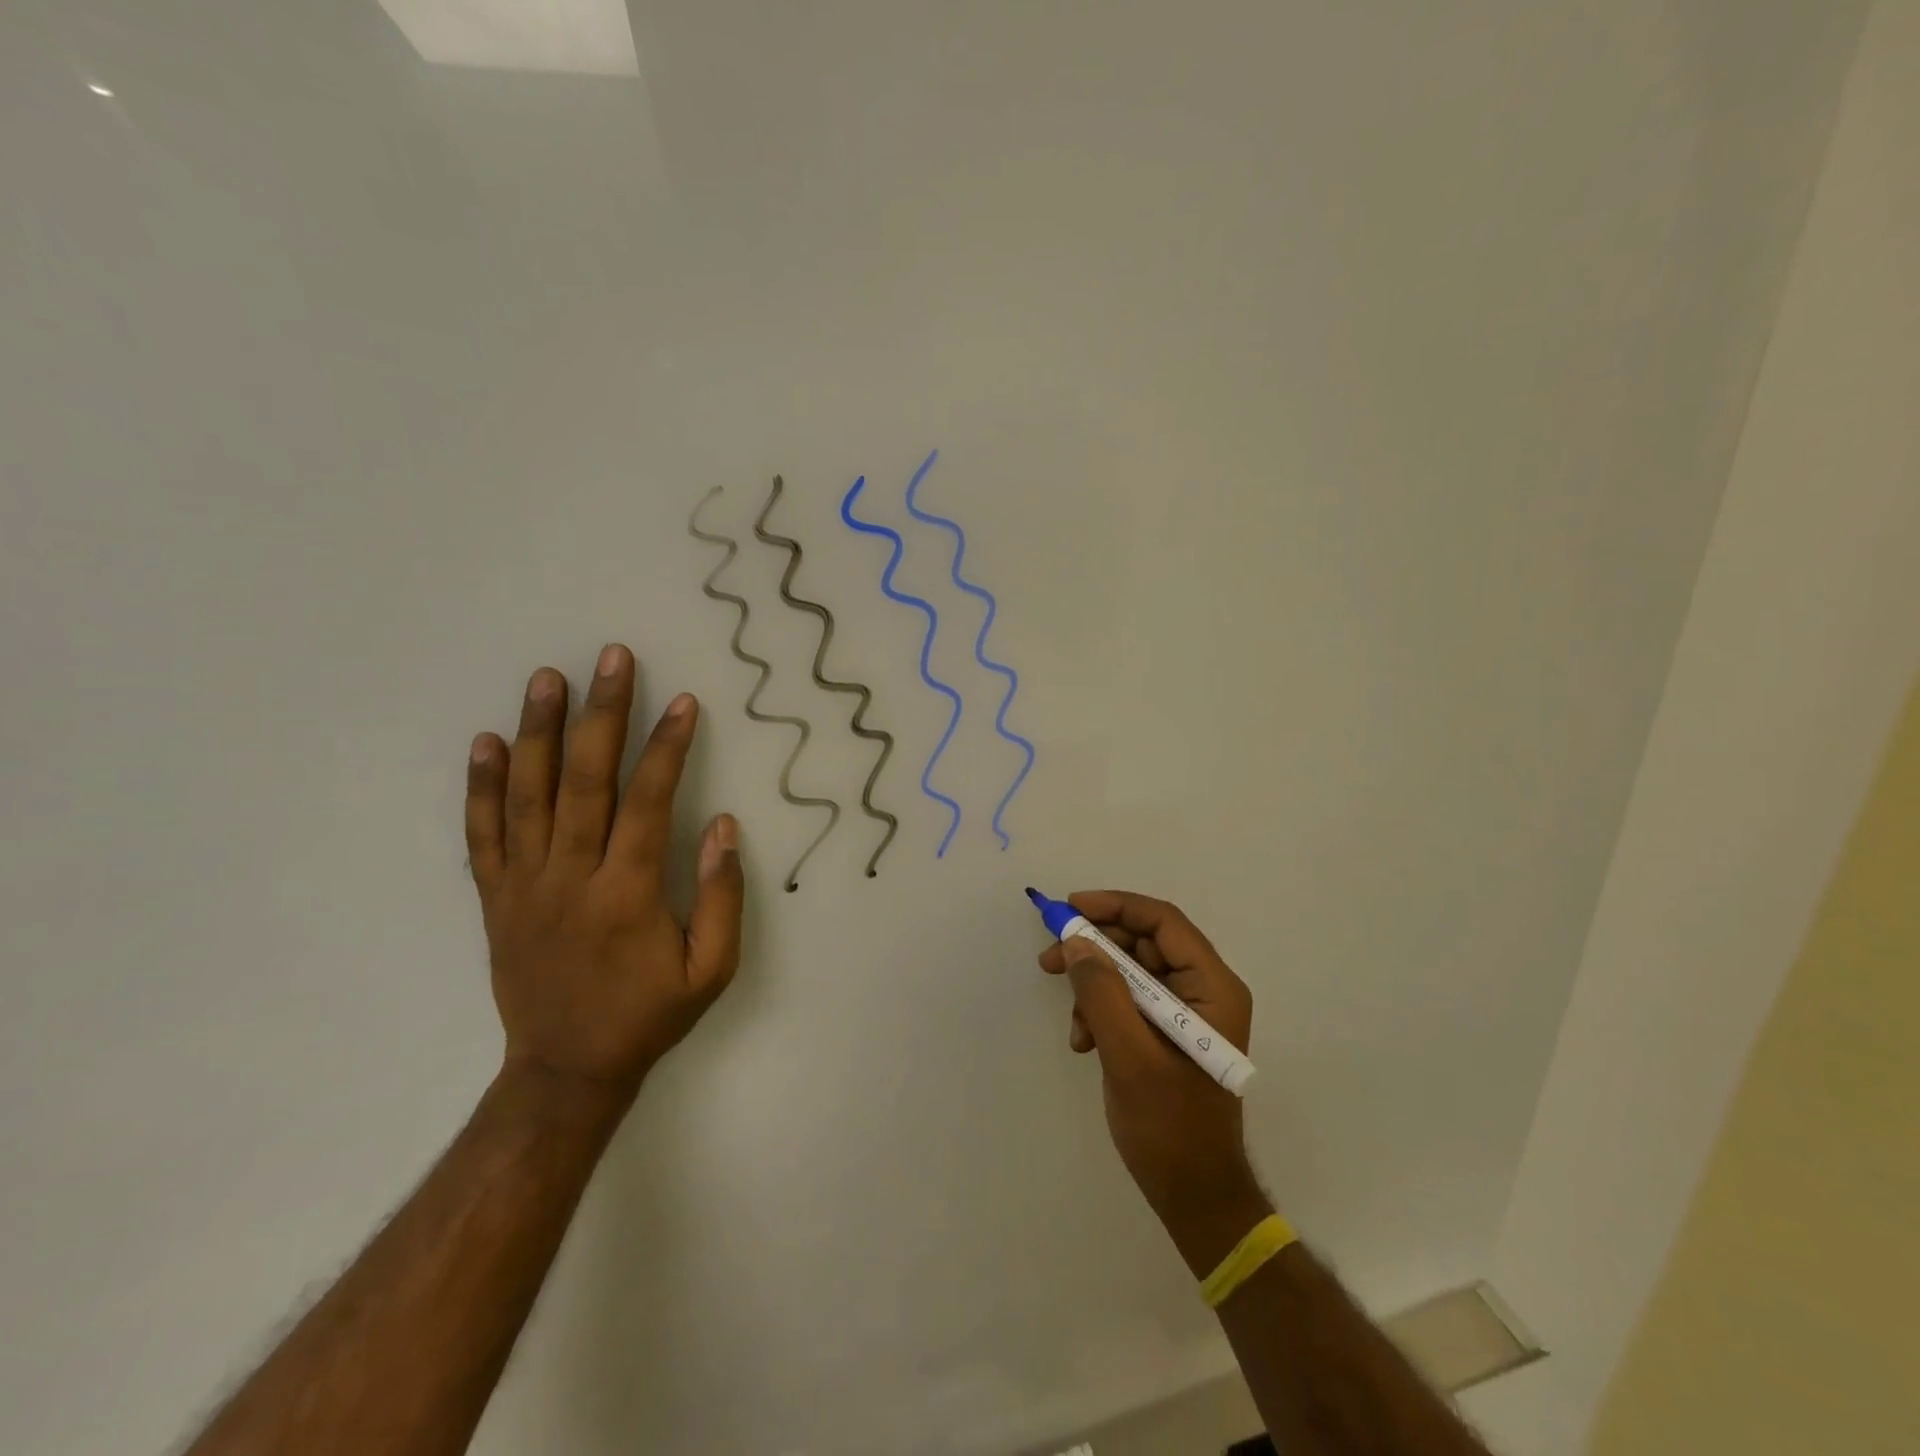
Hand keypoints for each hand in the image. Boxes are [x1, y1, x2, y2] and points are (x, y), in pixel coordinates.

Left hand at [465, 644, 744, 1109]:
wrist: (565, 1070)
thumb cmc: (648, 1015)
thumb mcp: (712, 969)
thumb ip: (721, 896)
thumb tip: (722, 825)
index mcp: (627, 893)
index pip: (648, 801)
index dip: (668, 747)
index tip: (682, 702)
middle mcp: (571, 877)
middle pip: (585, 781)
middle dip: (603, 714)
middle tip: (612, 658)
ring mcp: (525, 885)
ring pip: (529, 795)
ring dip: (539, 732)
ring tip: (548, 678)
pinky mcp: (496, 898)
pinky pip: (483, 835)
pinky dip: (482, 787)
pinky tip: (487, 741)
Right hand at [1039, 890, 1270, 1273]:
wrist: (1194, 1196)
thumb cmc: (1170, 1127)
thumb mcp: (1129, 1055)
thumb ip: (1101, 992)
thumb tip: (1075, 942)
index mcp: (1212, 987)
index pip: (1162, 922)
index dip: (1114, 906)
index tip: (1069, 909)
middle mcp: (1203, 990)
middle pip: (1143, 943)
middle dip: (1095, 948)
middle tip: (1050, 956)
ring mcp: (1186, 1012)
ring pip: (1130, 971)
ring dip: (1094, 986)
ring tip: (1072, 1021)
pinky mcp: (1166, 1032)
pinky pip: (1128, 1000)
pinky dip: (1100, 1011)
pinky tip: (1083, 1042)